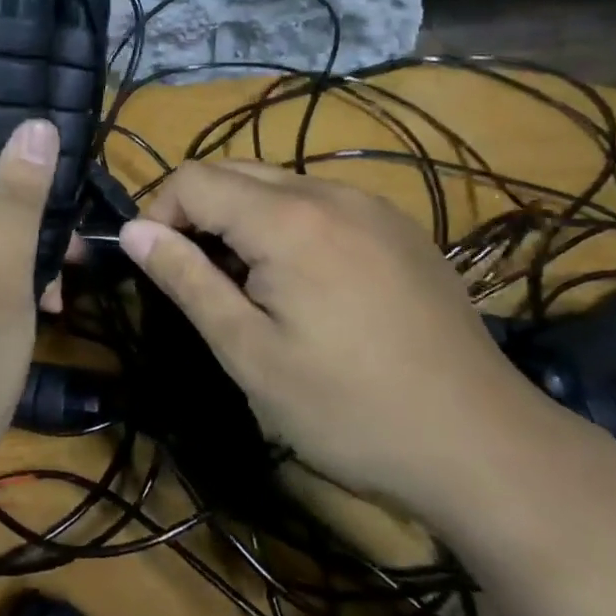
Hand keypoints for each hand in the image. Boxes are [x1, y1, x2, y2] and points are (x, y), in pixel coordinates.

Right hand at [119, 162, 564, 523]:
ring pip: (280, 184)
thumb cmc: (349, 408)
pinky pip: (323, 203)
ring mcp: (372, 206)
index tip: (157, 266)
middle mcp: (329, 192)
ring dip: (244, 218)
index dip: (159, 213)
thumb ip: (187, 280)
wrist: (482, 444)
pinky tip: (308, 284)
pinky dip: (290, 224)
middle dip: (198, 212)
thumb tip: (133, 230)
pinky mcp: (400, 228)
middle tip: (199, 279)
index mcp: (287, 218)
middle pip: (236, 171)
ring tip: (251, 286)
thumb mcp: (250, 353)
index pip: (194, 179)